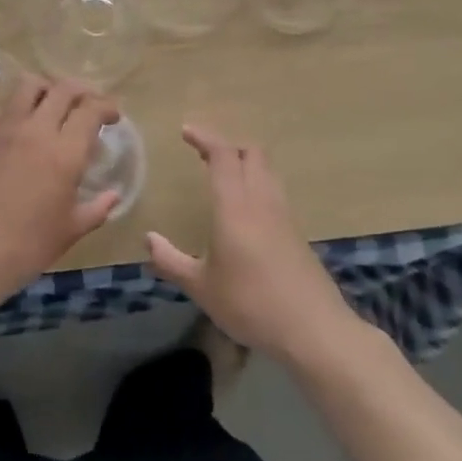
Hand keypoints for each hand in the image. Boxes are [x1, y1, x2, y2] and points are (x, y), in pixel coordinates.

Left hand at [0, 76, 121, 298]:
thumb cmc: (31, 244)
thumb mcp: (73, 229)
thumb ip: (98, 207)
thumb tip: (113, 196)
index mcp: (65, 152)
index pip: (91, 109)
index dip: (107, 106)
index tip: (113, 116)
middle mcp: (36, 130)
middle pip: (63, 88)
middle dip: (82, 90)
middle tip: (89, 104)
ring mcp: (5, 130)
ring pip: (27, 85)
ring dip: (46, 88)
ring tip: (53, 105)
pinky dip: (12, 110)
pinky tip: (17, 127)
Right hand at [147, 126, 361, 363]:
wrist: (313, 329)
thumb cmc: (250, 303)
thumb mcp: (201, 287)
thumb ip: (171, 261)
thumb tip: (148, 240)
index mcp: (235, 205)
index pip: (223, 154)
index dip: (205, 137)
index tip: (186, 131)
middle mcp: (262, 201)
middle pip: (251, 153)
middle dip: (227, 145)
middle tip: (204, 154)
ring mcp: (284, 215)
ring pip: (267, 170)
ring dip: (245, 163)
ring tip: (224, 175)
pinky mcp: (297, 233)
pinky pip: (275, 192)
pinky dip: (257, 185)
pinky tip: (246, 210)